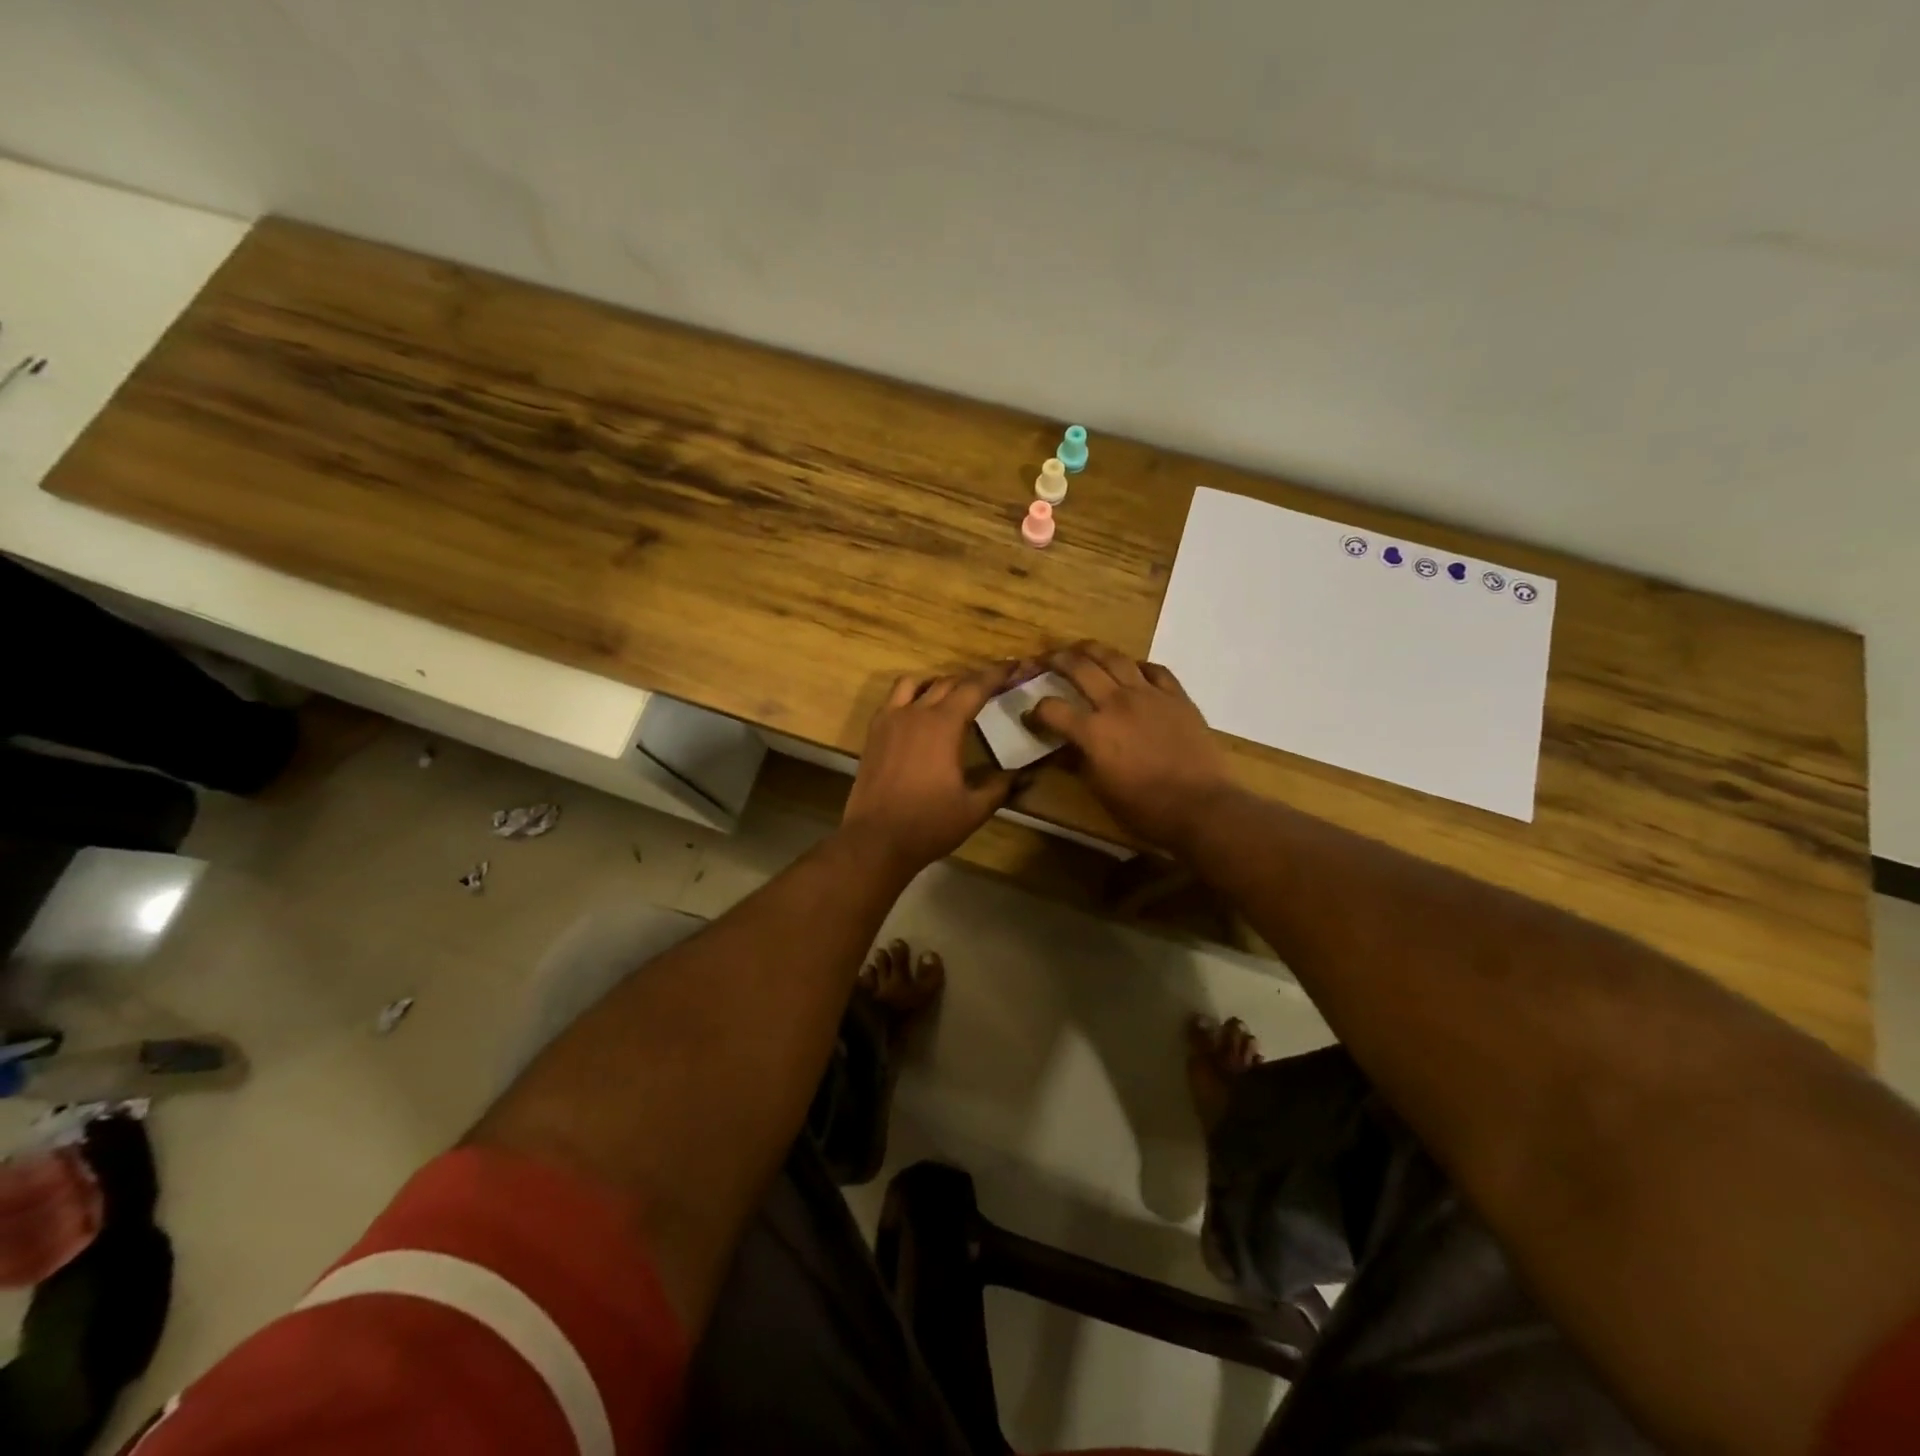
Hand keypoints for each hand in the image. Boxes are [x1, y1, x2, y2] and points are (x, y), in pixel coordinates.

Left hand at [842, 663, 1018, 876]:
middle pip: (948, 682)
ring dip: (939, 683)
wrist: (875, 840)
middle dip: (973, 680)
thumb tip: (1026, 773)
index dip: (997, 674)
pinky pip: (893, 699)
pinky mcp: (874, 733)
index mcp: (944, 725)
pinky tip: (919, 712)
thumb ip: (1002, 785)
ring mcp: (890, 720)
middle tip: (992, 685)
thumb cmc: (929, 824)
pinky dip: (911, 695)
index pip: (975, 687)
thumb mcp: (975, 808)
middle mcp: (916, 713)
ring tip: (953, 694)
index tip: (1015, 665)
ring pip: (916, 683)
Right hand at [1027, 641, 1234, 850]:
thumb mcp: (1101, 790)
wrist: (1201, 806)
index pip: (1051, 709)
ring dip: (1093, 650)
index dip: (1035, 711)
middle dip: (1057, 660)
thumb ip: (1079, 762)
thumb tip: (1065, 749)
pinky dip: (1138, 666)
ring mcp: (1149, 695)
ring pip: (1115, 658)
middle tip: (1048, 659)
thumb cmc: (1145, 808)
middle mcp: (1116, 703)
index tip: (1031, 716)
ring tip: (1082, 649)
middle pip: (1079, 668)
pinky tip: (1133, 670)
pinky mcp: (1176, 696)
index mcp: (1092, 731)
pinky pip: (1154, 670)